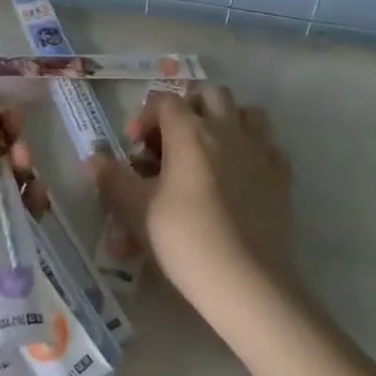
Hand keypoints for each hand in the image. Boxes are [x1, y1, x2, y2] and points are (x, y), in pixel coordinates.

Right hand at [90, 86, 291, 318]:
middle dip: (189, 107)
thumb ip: (114, 179)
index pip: (164, 101)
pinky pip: (269, 145)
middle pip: (209, 93)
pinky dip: (255, 149)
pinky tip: (242, 173)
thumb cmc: (186, 240)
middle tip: (173, 139)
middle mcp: (226, 129)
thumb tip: (94, 158)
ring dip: (227, 119)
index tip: (135, 148)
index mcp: (189, 131)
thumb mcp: (137, 211)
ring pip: (246, 112)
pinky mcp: (281, 175)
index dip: (146, 117)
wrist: (246, 282)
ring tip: (211, 147)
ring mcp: (259, 150)